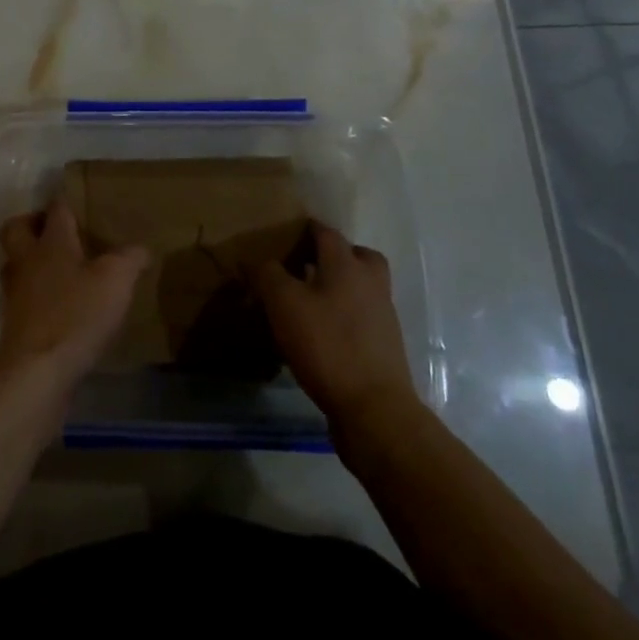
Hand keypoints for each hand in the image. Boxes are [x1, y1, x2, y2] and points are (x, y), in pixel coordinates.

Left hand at [0, 201, 147, 389]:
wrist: (37, 372)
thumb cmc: (76, 314)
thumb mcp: (116, 281)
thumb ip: (130, 259)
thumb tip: (141, 248)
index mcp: (51, 242)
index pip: (56, 209)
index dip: (66, 202)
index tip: (80, 202)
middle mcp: (27, 261)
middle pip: (17, 229)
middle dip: (32, 224)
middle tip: (56, 233)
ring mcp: (16, 293)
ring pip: (16, 264)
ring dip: (32, 262)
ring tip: (61, 270)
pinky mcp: (15, 324)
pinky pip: (23, 297)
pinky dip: (37, 296)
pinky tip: (61, 308)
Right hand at [253, 222, 419, 431]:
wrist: (375, 409)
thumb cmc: (327, 345)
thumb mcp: (284, 304)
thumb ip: (267, 275)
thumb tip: (254, 259)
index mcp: (347, 265)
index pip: (326, 233)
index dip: (306, 230)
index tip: (287, 234)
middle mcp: (370, 283)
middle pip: (357, 256)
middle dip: (335, 255)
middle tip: (308, 265)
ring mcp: (383, 316)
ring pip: (362, 287)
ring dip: (341, 286)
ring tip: (311, 301)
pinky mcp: (385, 347)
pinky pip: (363, 317)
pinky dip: (346, 316)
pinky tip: (323, 333)